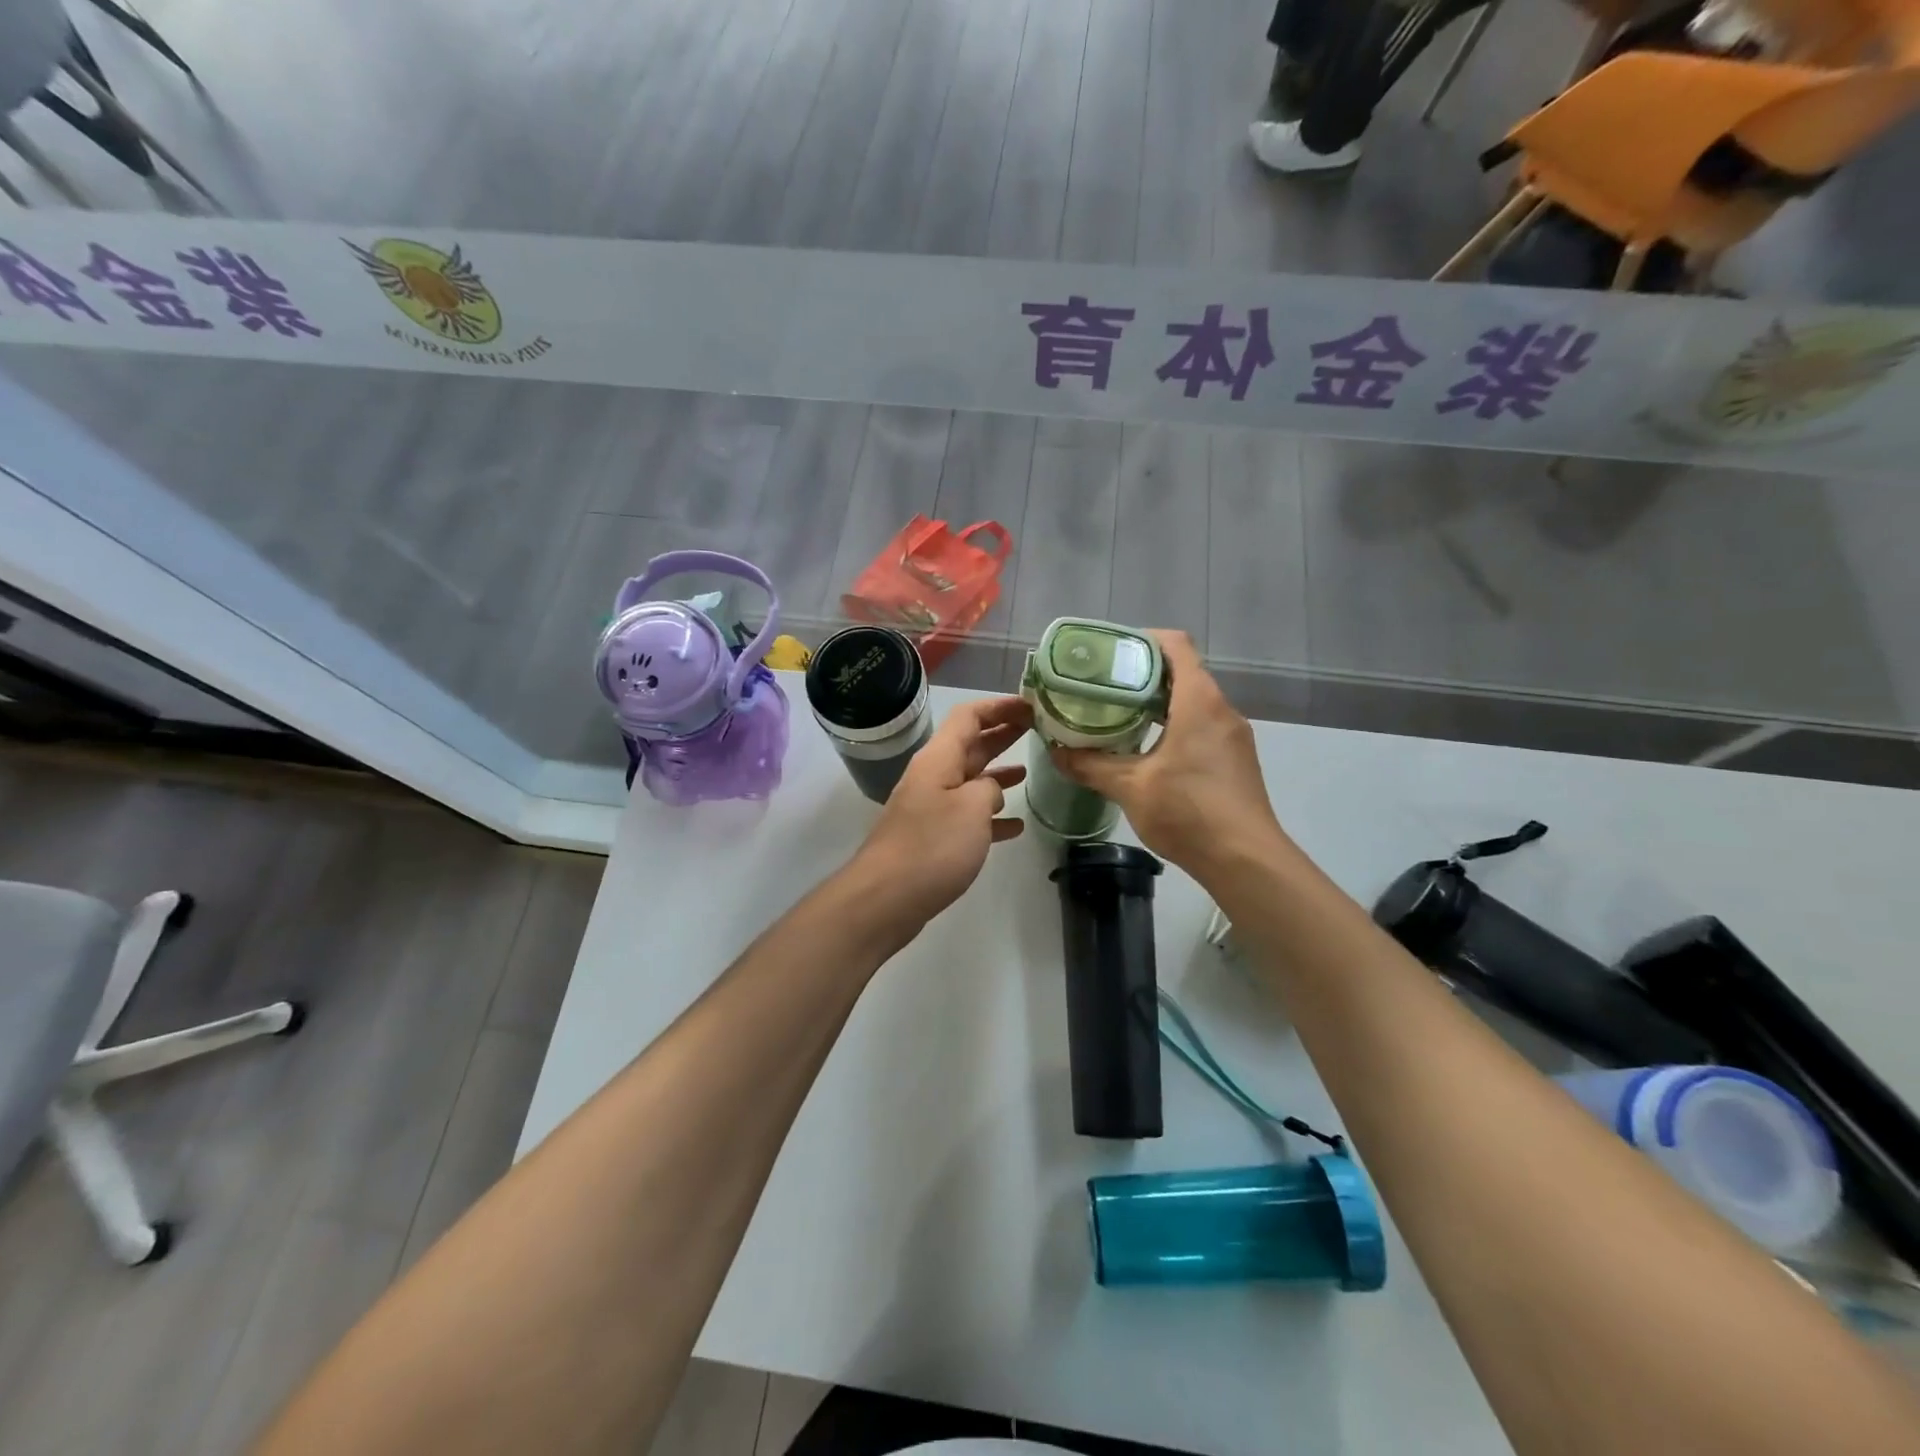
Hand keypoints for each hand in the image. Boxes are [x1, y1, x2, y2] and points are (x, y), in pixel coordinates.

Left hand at [848, 695, 1030, 930]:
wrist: (886, 897)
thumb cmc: (932, 845)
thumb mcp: (972, 808)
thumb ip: (990, 788)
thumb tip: (991, 789)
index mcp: (939, 758)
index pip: (969, 716)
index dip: (999, 706)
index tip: (1030, 705)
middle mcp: (934, 776)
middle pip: (971, 745)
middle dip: (1001, 734)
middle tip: (1035, 729)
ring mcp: (932, 808)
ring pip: (971, 781)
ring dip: (998, 774)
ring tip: (1029, 770)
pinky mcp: (934, 838)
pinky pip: (968, 817)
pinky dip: (991, 816)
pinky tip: (1015, 826)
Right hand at [1052, 631, 1284, 877]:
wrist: (1245, 860)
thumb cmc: (1187, 812)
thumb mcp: (1129, 786)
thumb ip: (1090, 765)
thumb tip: (1056, 752)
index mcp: (1198, 701)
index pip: (1175, 645)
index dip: (1143, 639)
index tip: (1111, 653)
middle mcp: (1221, 709)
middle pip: (1182, 672)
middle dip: (1142, 674)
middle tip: (1103, 687)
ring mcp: (1232, 735)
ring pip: (1192, 702)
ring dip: (1157, 703)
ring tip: (1118, 716)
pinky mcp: (1235, 759)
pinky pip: (1202, 726)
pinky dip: (1173, 726)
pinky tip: (1147, 750)